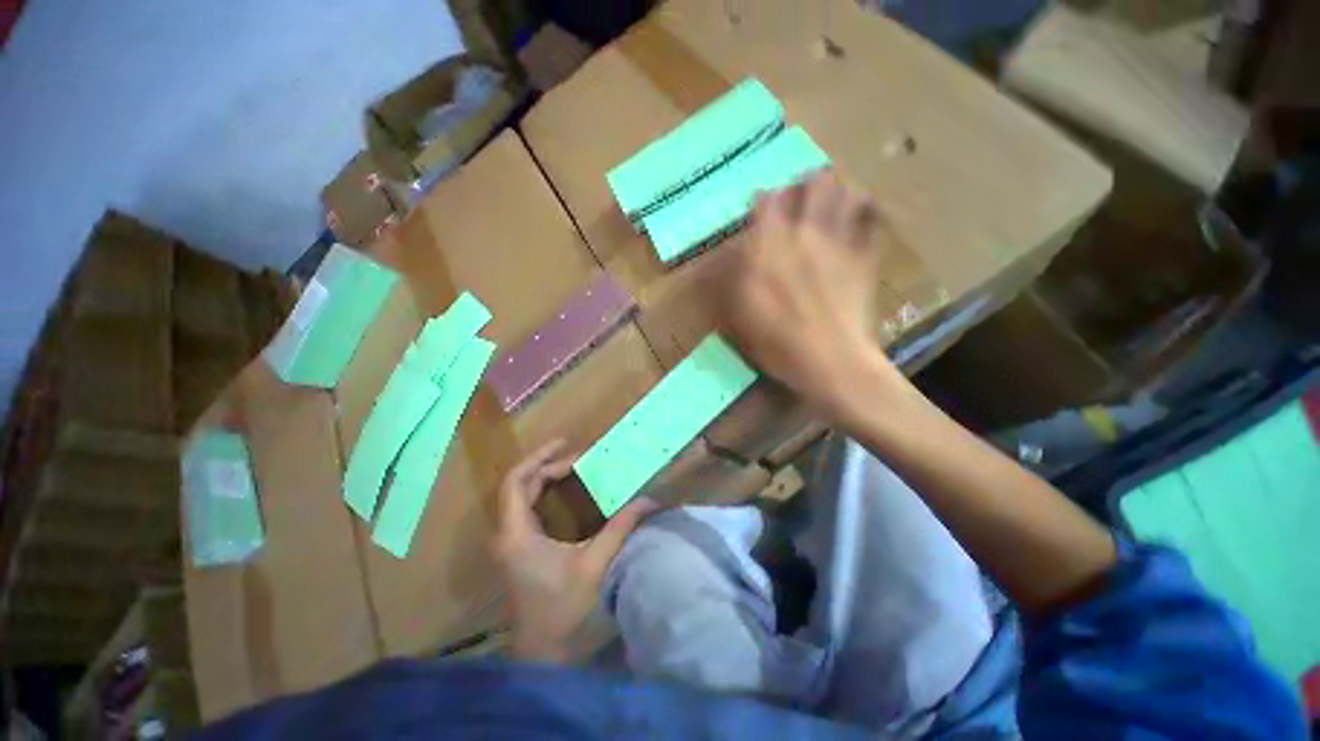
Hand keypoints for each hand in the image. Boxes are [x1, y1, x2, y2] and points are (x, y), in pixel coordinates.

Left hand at [493, 439, 658, 662]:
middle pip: (519, 485)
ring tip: (572, 467)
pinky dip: (543, 493)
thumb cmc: (563, 610)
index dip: (539, 457)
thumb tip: (648, 500)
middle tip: (579, 456)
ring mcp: (510, 543)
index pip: (517, 481)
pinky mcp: (517, 550)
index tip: (565, 443)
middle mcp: (507, 533)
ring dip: (543, 478)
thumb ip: (620, 528)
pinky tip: (563, 493)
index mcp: (517, 533)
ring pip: (520, 497)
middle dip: (547, 465)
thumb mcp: (594, 564)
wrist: (542, 655)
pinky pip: (525, 509)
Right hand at [717, 171, 903, 418]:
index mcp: (770, 247)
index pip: (766, 201)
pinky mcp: (865, 257)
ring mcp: (840, 242)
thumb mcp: (742, 316)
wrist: (832, 363)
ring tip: (829, 203)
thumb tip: (737, 254)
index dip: (764, 200)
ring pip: (845, 191)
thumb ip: (737, 279)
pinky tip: (858, 218)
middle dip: (804, 186)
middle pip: (812, 183)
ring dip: (835, 191)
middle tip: (799, 200)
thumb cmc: (778, 344)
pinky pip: (871, 219)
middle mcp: (805, 233)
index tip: (762, 210)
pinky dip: (864, 211)